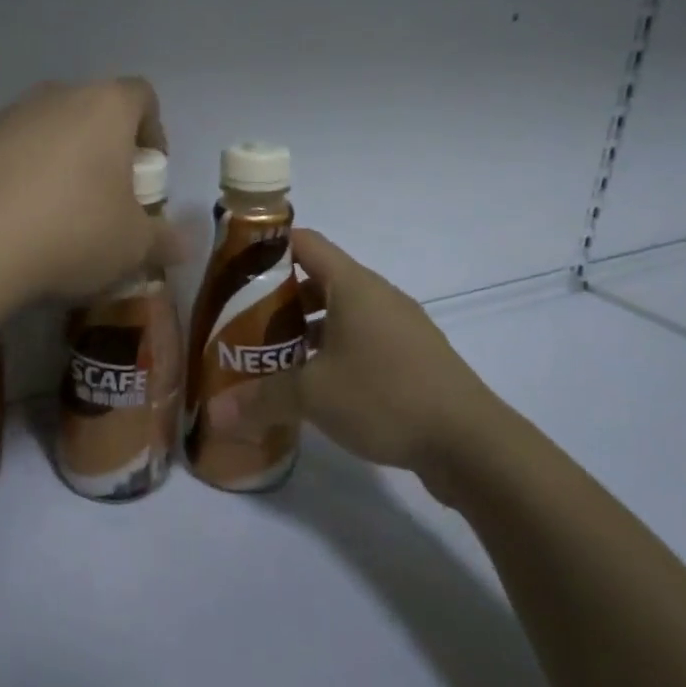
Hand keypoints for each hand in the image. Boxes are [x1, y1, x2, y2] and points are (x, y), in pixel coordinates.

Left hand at [0, 78, 185, 304]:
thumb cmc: (72, 233)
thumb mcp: (134, 247)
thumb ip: (166, 240)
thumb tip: (183, 244)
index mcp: (105, 106)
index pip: (142, 96)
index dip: (153, 131)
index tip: (147, 174)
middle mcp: (57, 97)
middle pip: (94, 110)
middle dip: (107, 148)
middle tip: (108, 197)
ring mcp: (9, 115)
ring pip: (51, 129)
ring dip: (64, 160)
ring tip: (60, 212)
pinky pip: (13, 150)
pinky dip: (24, 173)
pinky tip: (19, 218)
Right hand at [215, 229, 506, 482]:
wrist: (471, 443)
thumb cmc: (385, 396)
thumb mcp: (313, 396)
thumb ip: (260, 400)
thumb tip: (214, 416)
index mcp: (354, 285)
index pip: (304, 243)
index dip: (268, 247)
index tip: (235, 269)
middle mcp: (377, 296)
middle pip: (318, 280)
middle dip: (279, 299)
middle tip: (243, 323)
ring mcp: (400, 327)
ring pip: (341, 314)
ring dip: (306, 330)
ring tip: (272, 357)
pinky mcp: (412, 358)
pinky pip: (362, 341)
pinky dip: (334, 352)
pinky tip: (316, 387)